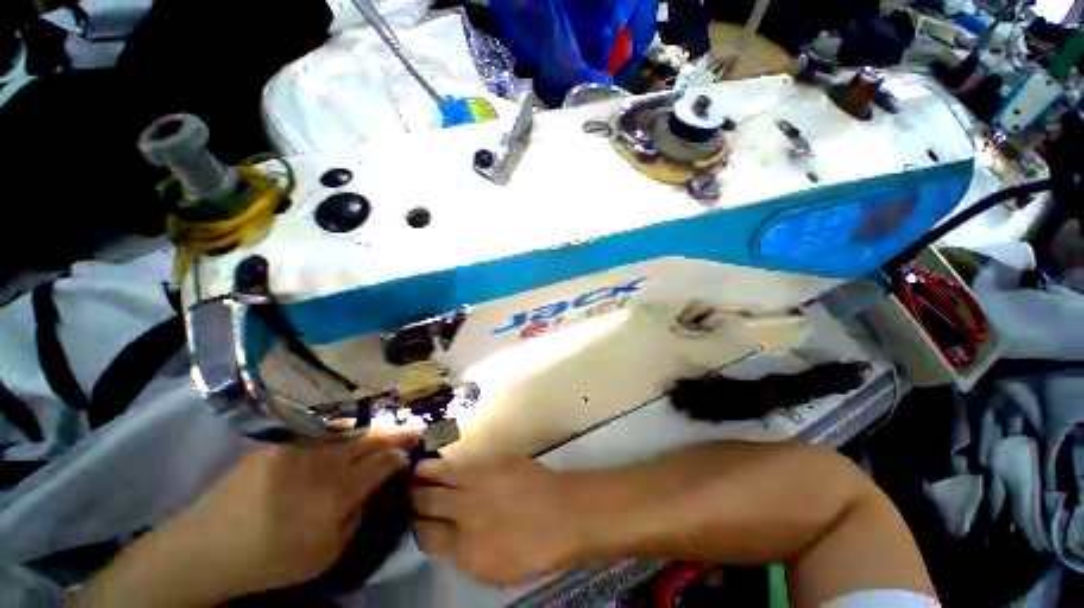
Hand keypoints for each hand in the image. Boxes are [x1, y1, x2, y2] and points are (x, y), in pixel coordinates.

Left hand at [82, 432, 418, 605]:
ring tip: (389, 430)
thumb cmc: (273, 558)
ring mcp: (302, 448)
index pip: (384, 461)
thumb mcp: (327, 552)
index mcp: (337, 493)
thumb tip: (382, 489)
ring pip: (351, 432)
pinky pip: (324, 434)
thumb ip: (360, 515)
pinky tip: (353, 435)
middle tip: (413, 427)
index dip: (402, 453)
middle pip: (371, 440)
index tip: (415, 448)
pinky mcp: (282, 443)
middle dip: (396, 433)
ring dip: (374, 430)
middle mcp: (324, 463)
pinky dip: (346, 433)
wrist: (209, 547)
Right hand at [411, 456, 579, 585]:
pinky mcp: (495, 462)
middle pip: (429, 502)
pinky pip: (467, 462)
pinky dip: (452, 462)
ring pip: (444, 476)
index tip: (416, 520)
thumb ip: (465, 554)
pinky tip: (448, 459)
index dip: (419, 527)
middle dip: (415, 497)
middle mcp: (465, 511)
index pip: (427, 536)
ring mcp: (480, 482)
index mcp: (463, 548)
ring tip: (417, 469)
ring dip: (427, 473)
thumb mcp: (494, 570)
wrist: (564, 514)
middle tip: (408, 491)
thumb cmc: (534, 551)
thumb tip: (448, 538)